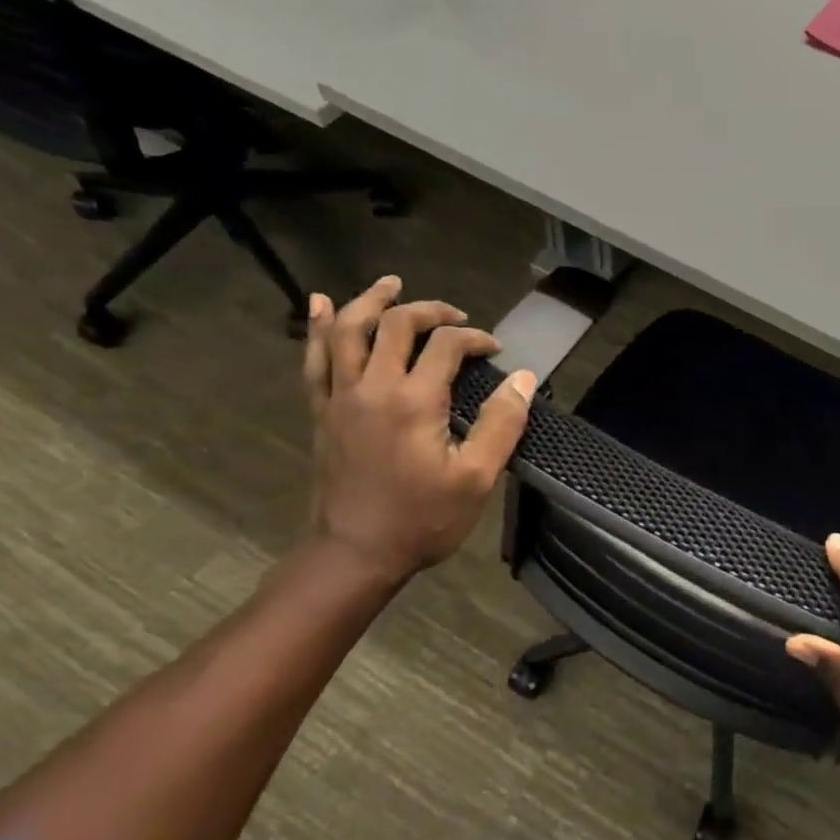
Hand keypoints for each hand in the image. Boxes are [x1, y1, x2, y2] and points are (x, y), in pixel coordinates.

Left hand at [301, 277, 535, 587]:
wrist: (356, 554)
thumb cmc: (422, 520)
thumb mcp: (477, 478)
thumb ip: (501, 424)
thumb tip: (523, 379)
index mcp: (413, 401)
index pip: (446, 345)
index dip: (475, 339)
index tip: (494, 352)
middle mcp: (372, 387)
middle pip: (395, 325)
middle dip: (429, 311)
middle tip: (455, 316)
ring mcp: (340, 397)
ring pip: (347, 330)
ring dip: (370, 301)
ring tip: (391, 285)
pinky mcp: (322, 412)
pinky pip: (315, 359)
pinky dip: (320, 328)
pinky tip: (323, 306)